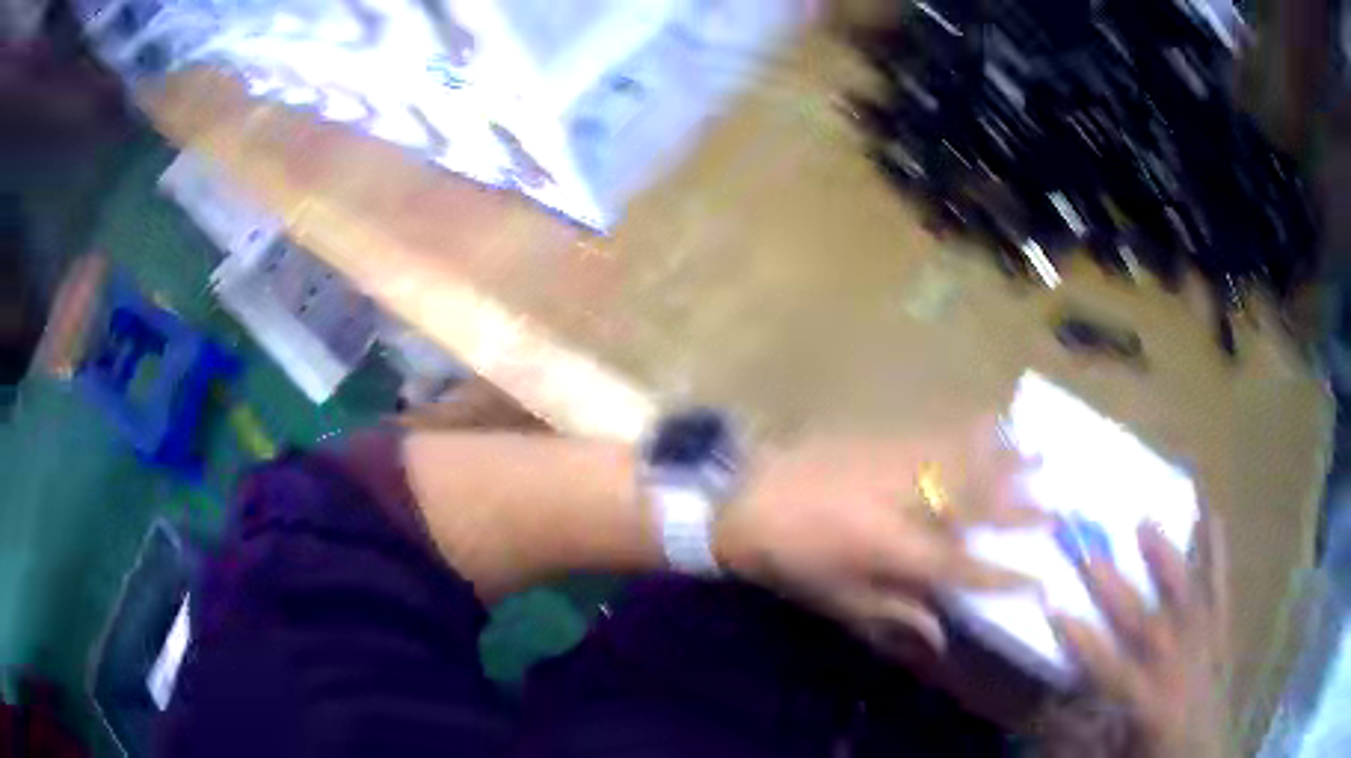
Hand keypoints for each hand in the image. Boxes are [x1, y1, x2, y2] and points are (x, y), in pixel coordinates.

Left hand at [714, 417, 1046, 657]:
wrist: (743, 498)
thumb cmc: (788, 561)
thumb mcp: (836, 600)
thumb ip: (894, 613)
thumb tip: (940, 635)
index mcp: (891, 551)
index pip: (961, 569)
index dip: (1003, 578)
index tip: (1041, 581)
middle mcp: (903, 504)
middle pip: (975, 507)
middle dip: (1021, 509)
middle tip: (1062, 507)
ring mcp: (894, 463)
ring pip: (964, 462)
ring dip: (1007, 459)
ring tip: (1044, 453)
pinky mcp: (880, 437)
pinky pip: (935, 431)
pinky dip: (969, 428)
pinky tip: (992, 419)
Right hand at [1050, 520, 1229, 757]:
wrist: (1206, 757)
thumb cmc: (1157, 757)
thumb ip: (1083, 738)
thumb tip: (1049, 709)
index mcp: (1152, 705)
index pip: (1111, 670)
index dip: (1082, 642)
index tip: (1052, 609)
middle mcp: (1182, 667)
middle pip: (1146, 624)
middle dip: (1114, 590)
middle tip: (1087, 552)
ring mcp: (1208, 643)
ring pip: (1187, 594)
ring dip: (1165, 559)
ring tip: (1145, 522)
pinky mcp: (1223, 633)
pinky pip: (1221, 590)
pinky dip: (1218, 554)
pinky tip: (1214, 517)